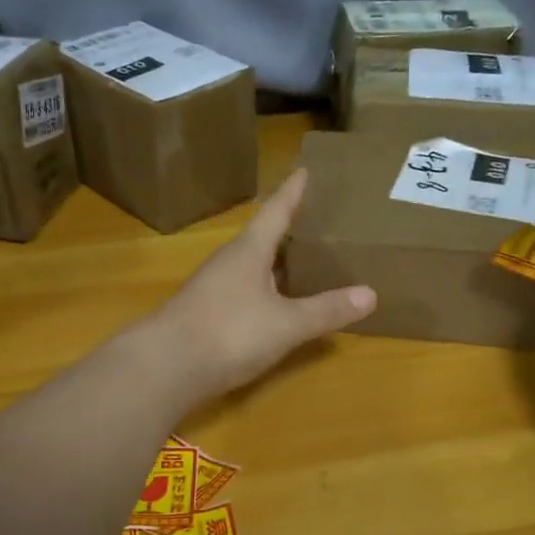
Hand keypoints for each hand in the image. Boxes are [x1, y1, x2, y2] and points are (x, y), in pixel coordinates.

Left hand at [148, 168, 375, 403]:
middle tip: (316, 218)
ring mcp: (212, 287)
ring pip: (250, 265)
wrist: (164, 366)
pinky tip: (274, 303)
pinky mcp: (203, 313)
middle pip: (261, 236)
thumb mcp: (286, 324)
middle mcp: (228, 261)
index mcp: (248, 250)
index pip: (275, 211)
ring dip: (274, 260)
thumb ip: (325, 310)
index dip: (292, 191)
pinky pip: (242, 289)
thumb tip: (370, 294)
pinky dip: (263, 288)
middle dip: (287, 227)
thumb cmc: (228, 333)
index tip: (305, 168)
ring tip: (302, 259)